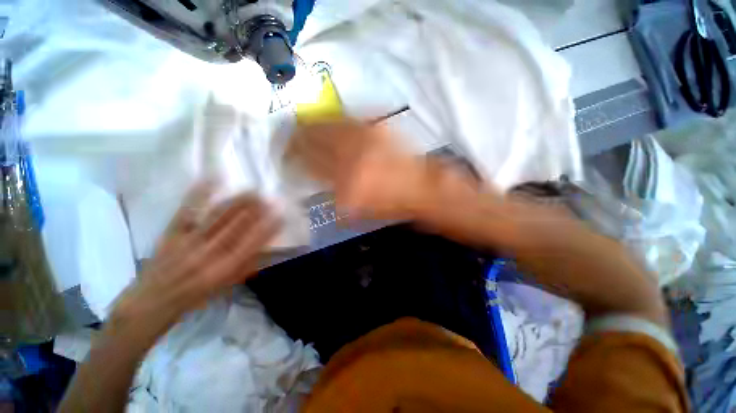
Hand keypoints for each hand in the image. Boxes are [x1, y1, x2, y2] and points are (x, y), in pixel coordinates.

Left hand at [112, 184, 280, 333]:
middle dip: (255, 210)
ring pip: (217, 216)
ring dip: (237, 201)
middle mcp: (208, 253)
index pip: (252, 244)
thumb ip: (247, 264)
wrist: (153, 300)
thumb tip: (265, 244)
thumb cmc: (196, 295)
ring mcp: (188, 241)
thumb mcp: (226, 285)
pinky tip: (212, 179)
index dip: (268, 228)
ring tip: (252, 191)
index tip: (280, 215)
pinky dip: (199, 193)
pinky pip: (187, 210)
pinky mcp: (172, 232)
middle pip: (236, 226)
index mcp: (224, 269)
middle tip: (269, 198)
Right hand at [288, 120, 429, 219]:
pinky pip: (347, 117)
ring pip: (327, 124)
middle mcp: (351, 156)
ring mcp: (364, 137)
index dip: (291, 158)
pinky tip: (325, 120)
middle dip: (295, 138)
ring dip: (310, 124)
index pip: (308, 164)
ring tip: (301, 125)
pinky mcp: (376, 127)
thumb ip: (333, 197)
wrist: (421, 187)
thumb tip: (315, 185)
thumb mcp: (358, 211)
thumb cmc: (390, 205)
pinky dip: (332, 118)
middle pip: (313, 139)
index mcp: (345, 182)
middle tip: (287, 138)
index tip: (284, 156)